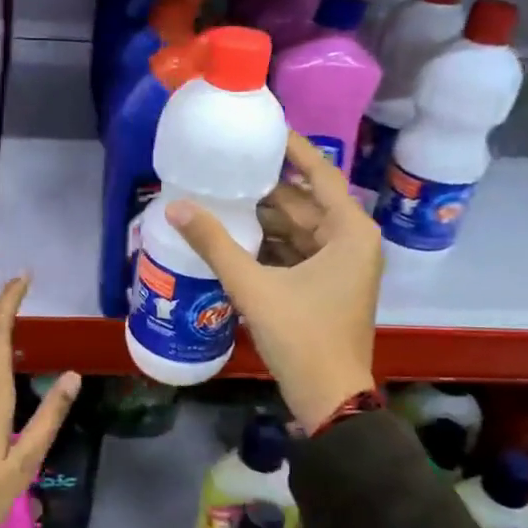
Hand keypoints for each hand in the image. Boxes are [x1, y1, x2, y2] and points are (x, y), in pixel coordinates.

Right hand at [166, 133, 379, 428]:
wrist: (330, 397)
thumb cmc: (302, 335)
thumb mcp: (254, 287)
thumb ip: (215, 244)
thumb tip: (175, 208)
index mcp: (349, 232)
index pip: (320, 174)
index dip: (293, 149)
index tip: (264, 129)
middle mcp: (352, 242)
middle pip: (306, 203)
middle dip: (267, 188)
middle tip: (226, 168)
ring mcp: (342, 266)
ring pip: (300, 229)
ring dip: (265, 219)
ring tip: (222, 198)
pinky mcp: (327, 287)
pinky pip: (297, 252)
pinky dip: (270, 245)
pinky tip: (235, 238)